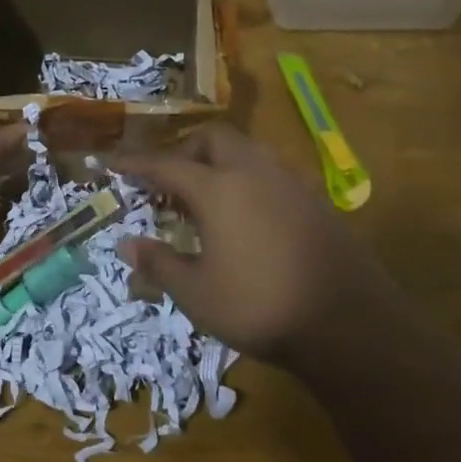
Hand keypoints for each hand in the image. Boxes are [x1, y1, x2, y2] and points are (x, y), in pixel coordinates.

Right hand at [116, 123, 398, 365]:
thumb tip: (124, 244)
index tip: (112, 162)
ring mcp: (290, 183)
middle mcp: (253, 172)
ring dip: (219, 162)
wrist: (347, 322)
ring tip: (206, 198)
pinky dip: (247, 180)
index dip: (135, 163)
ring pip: (247, 151)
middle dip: (185, 150)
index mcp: (218, 188)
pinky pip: (271, 174)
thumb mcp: (197, 293)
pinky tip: (247, 217)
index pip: (166, 164)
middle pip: (213, 139)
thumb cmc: (260, 306)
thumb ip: (158, 263)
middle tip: (169, 182)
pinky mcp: (315, 201)